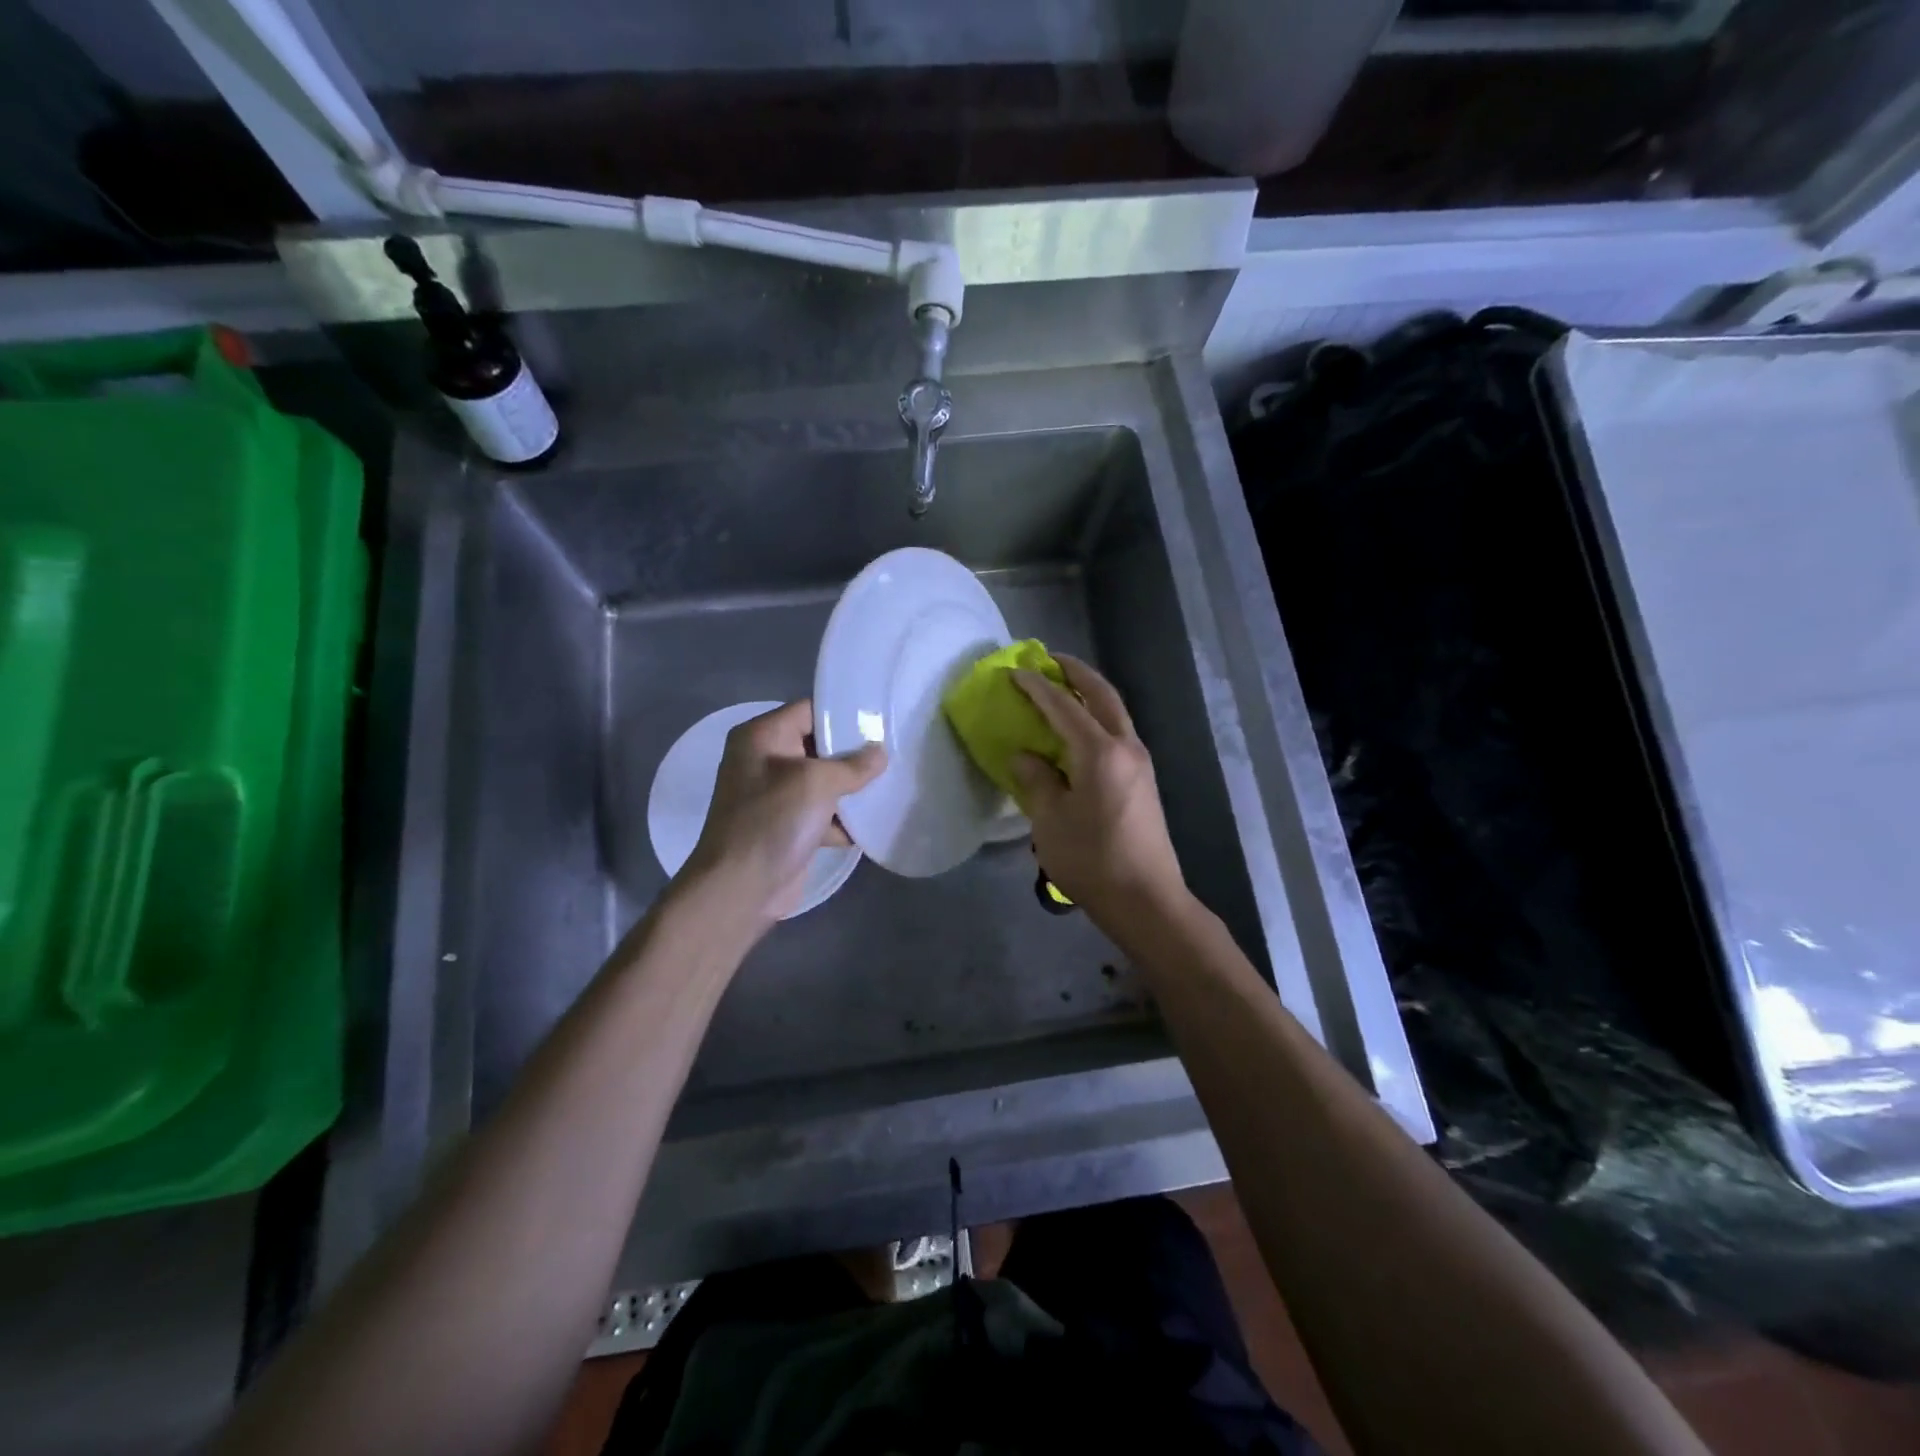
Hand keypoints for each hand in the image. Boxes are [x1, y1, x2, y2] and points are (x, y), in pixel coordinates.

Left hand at [683, 700, 886, 926]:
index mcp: (762, 736)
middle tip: (893, 752)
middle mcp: (765, 760)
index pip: (809, 710)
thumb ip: (853, 765)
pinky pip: (822, 812)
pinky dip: (843, 819)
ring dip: (852, 789)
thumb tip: (880, 753)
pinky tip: (872, 822)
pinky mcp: (788, 826)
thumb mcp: (816, 783)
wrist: (740, 888)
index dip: (844, 714)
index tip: (881, 721)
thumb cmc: (773, 821)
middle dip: (854, 754)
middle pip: (819, 745)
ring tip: (891, 784)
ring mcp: (775, 795)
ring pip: (823, 781)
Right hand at [1011, 655, 1188, 931]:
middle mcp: (1126, 747)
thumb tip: (1025, 756)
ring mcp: (1140, 762)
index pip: (1063, 707)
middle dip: (1076, 673)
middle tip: (1049, 660)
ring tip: (1063, 687)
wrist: (1145, 899)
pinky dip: (1097, 717)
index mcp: (1100, 753)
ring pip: (1115, 712)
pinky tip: (1079, 729)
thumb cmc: (1092, 860)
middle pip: (1102, 695)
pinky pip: (1118, 732)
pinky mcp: (1143, 779)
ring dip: (1090, 693)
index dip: (1037, 688)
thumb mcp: (1050, 821)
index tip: (1015, 672)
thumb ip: (1037, 781)